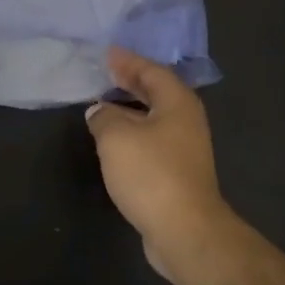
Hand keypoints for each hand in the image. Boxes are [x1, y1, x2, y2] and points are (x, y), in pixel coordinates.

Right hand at [85, 48, 246, 284]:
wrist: (184, 230)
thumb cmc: (151, 173)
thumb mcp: (116, 137)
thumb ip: (104, 117)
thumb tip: (99, 111)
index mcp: (177, 103)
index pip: (151, 71)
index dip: (128, 61)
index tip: (107, 54)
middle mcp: (185, 121)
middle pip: (156, 92)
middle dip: (131, 82)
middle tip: (105, 73)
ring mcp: (185, 148)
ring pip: (153, 118)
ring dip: (130, 109)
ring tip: (103, 104)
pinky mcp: (177, 173)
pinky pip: (151, 140)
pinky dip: (132, 132)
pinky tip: (114, 141)